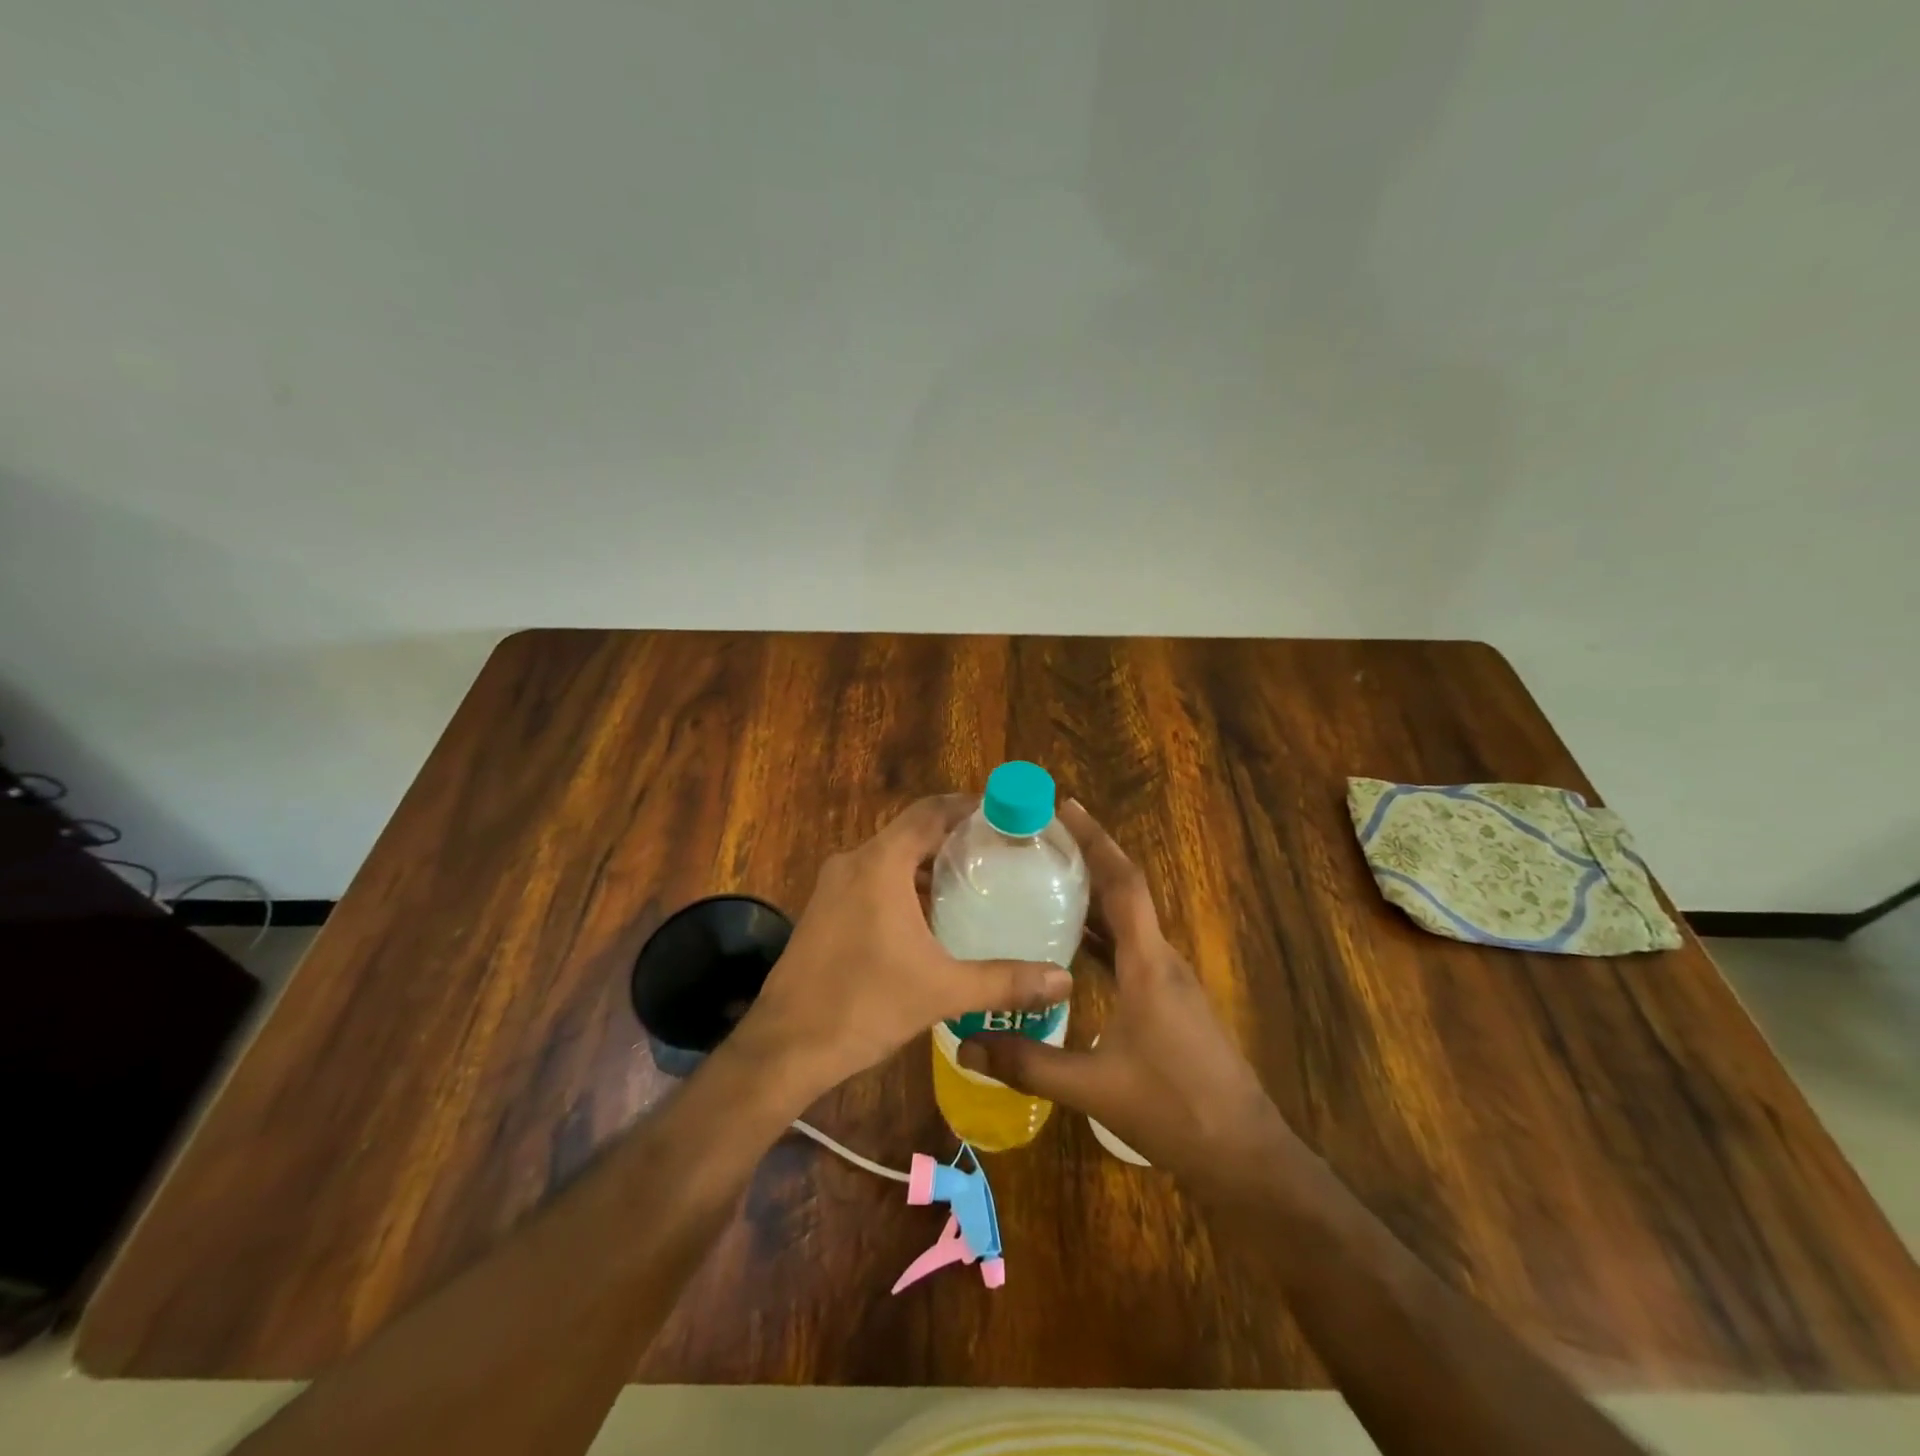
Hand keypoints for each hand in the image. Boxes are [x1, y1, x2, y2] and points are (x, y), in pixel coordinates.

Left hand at [730, 794, 1071, 1101]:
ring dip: (927, 865)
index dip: (968, 807)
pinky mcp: (823, 911)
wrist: (784, 1047)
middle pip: (911, 833)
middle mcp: (854, 862)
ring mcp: (833, 887)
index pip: (930, 812)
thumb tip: (1064, 979)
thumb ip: (1005, 981)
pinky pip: (872, 881)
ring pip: (889, 859)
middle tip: (1000, 853)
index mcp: (880, 863)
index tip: (1005, 814)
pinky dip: (903, 886)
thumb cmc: (864, 1005)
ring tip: (973, 884)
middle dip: (954, 838)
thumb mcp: (942, 991)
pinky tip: (929, 920)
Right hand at [958, 800, 1291, 1190]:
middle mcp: (1162, 960)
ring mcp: (1170, 981)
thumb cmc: (1174, 1109)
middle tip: (1040, 840)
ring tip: (1047, 880)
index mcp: (1149, 964)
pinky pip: (1131, 949)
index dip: (1095, 841)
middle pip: (1125, 893)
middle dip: (1088, 859)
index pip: (1123, 884)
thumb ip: (1028, 1063)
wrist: (1244, 1154)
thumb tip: (966, 1043)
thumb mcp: (1093, 1087)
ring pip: (1129, 922)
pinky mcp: (1170, 1001)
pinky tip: (1069, 947)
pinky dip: (1100, 934)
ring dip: (1093, 896)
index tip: (1065, 808)